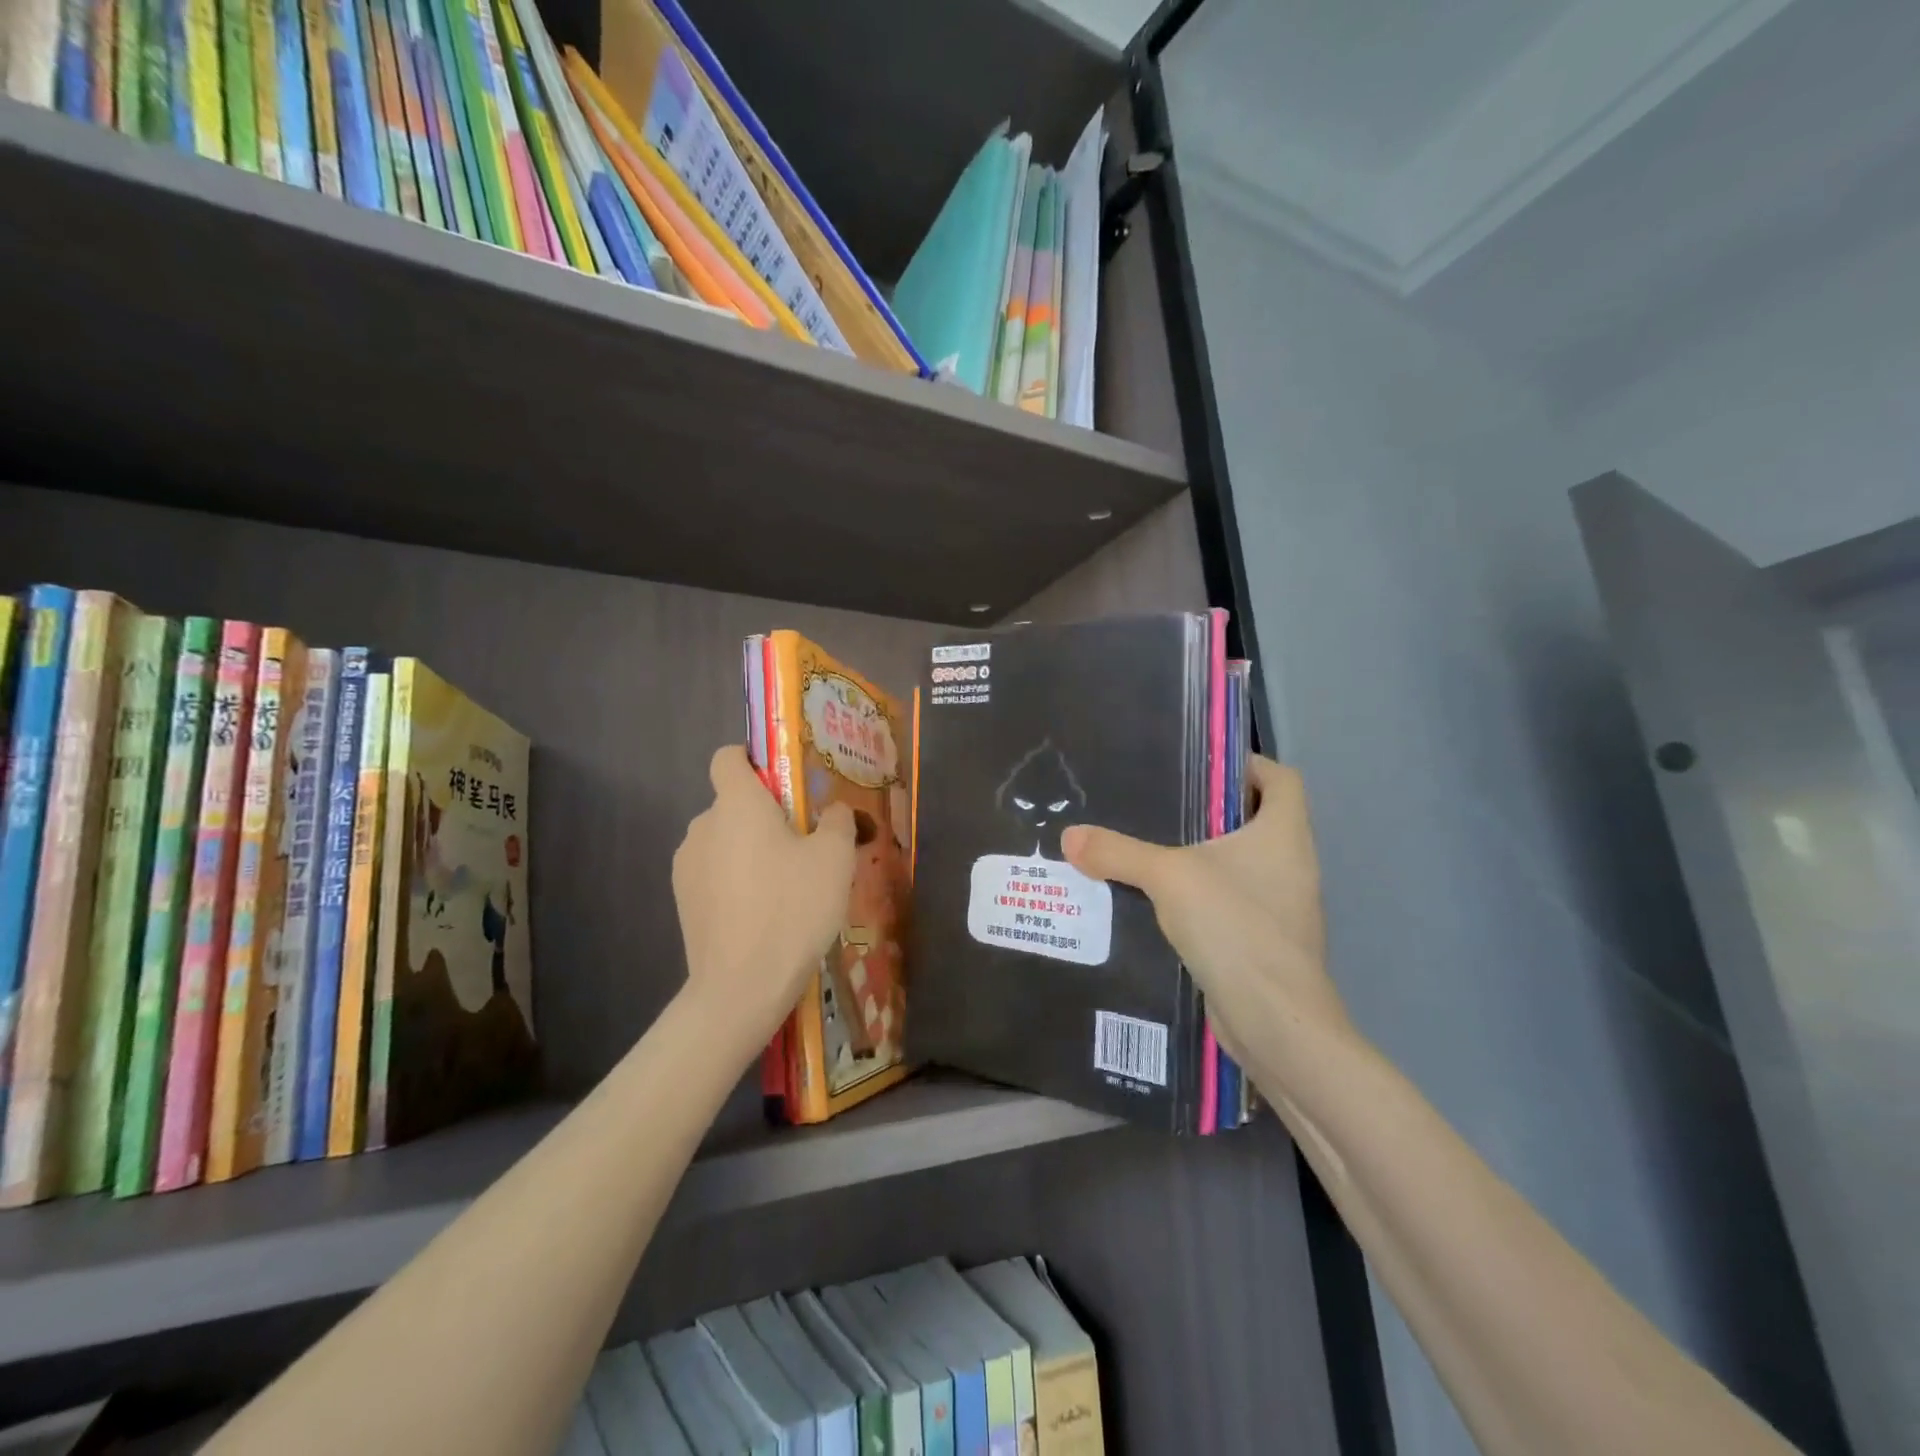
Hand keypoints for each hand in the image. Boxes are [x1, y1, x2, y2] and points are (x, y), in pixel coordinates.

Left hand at [672, 746, 854, 1051]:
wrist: (741, 987)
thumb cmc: (792, 908)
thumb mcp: (835, 859)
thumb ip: (837, 820)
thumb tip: (833, 809)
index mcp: (736, 803)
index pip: (728, 757)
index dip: (753, 760)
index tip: (784, 784)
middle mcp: (702, 825)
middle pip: (732, 802)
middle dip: (764, 815)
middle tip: (804, 844)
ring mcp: (686, 866)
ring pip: (724, 840)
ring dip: (749, 849)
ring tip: (785, 885)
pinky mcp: (682, 901)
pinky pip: (714, 873)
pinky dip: (735, 880)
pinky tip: (762, 912)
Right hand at [1061, 756, 1350, 1069]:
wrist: (1275, 1021)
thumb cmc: (1235, 927)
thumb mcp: (1168, 878)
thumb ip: (1118, 852)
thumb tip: (1069, 836)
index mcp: (1285, 834)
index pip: (1281, 779)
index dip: (1248, 764)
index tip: (1201, 766)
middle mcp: (1292, 864)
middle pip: (1259, 819)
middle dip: (1213, 810)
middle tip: (1159, 803)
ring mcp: (1283, 906)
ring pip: (1244, 863)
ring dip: (1205, 855)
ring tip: (1151, 848)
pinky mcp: (1266, 940)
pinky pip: (1233, 901)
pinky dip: (1203, 894)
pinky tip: (1160, 901)